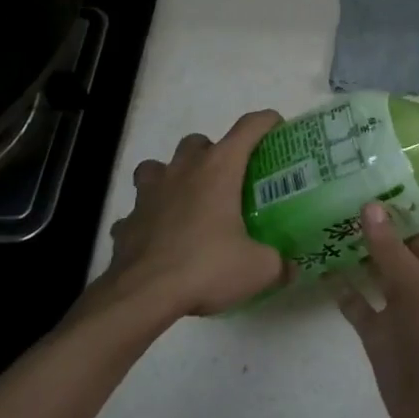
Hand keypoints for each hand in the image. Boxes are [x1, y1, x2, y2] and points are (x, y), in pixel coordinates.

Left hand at [103, 110, 287, 317]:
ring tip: (186, 201)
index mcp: (218, 169)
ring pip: (157, 167)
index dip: (265, 122)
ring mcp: (149, 194)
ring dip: (171, 177)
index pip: (247, 128)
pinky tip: (158, 239)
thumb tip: (290, 268)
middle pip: (197, 142)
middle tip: (227, 181)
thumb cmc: (206, 267)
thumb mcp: (258, 269)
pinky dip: (148, 219)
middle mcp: (182, 170)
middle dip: (212, 153)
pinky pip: (137, 211)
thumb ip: (279, 264)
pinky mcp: (127, 221)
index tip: (277, 127)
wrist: (144, 295)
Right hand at [332, 173, 418, 417]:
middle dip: (390, 205)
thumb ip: (394, 251)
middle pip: (410, 232)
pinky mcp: (380, 333)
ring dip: (360, 241)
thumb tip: (370, 204)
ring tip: (330, 206)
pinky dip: (342, 286)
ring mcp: (401, 305)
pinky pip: (357, 302)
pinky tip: (319, 262)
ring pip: (378, 263)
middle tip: (358, 169)